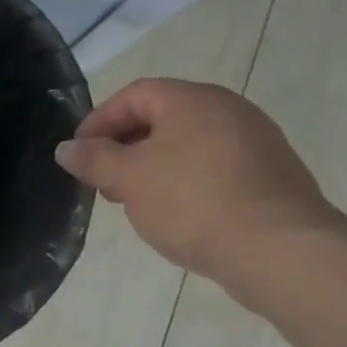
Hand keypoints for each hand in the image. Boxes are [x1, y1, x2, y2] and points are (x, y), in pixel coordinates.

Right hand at [54, 78, 341, 285]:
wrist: (281, 251)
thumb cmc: (194, 202)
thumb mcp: (129, 179)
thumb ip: (93, 159)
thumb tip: (66, 148)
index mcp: (193, 100)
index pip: (134, 94)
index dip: (99, 120)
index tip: (79, 153)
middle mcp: (229, 109)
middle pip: (163, 117)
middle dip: (125, 146)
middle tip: (103, 179)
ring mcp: (256, 142)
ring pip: (188, 144)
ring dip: (153, 166)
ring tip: (135, 201)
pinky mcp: (271, 175)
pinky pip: (214, 167)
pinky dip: (185, 181)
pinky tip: (176, 214)